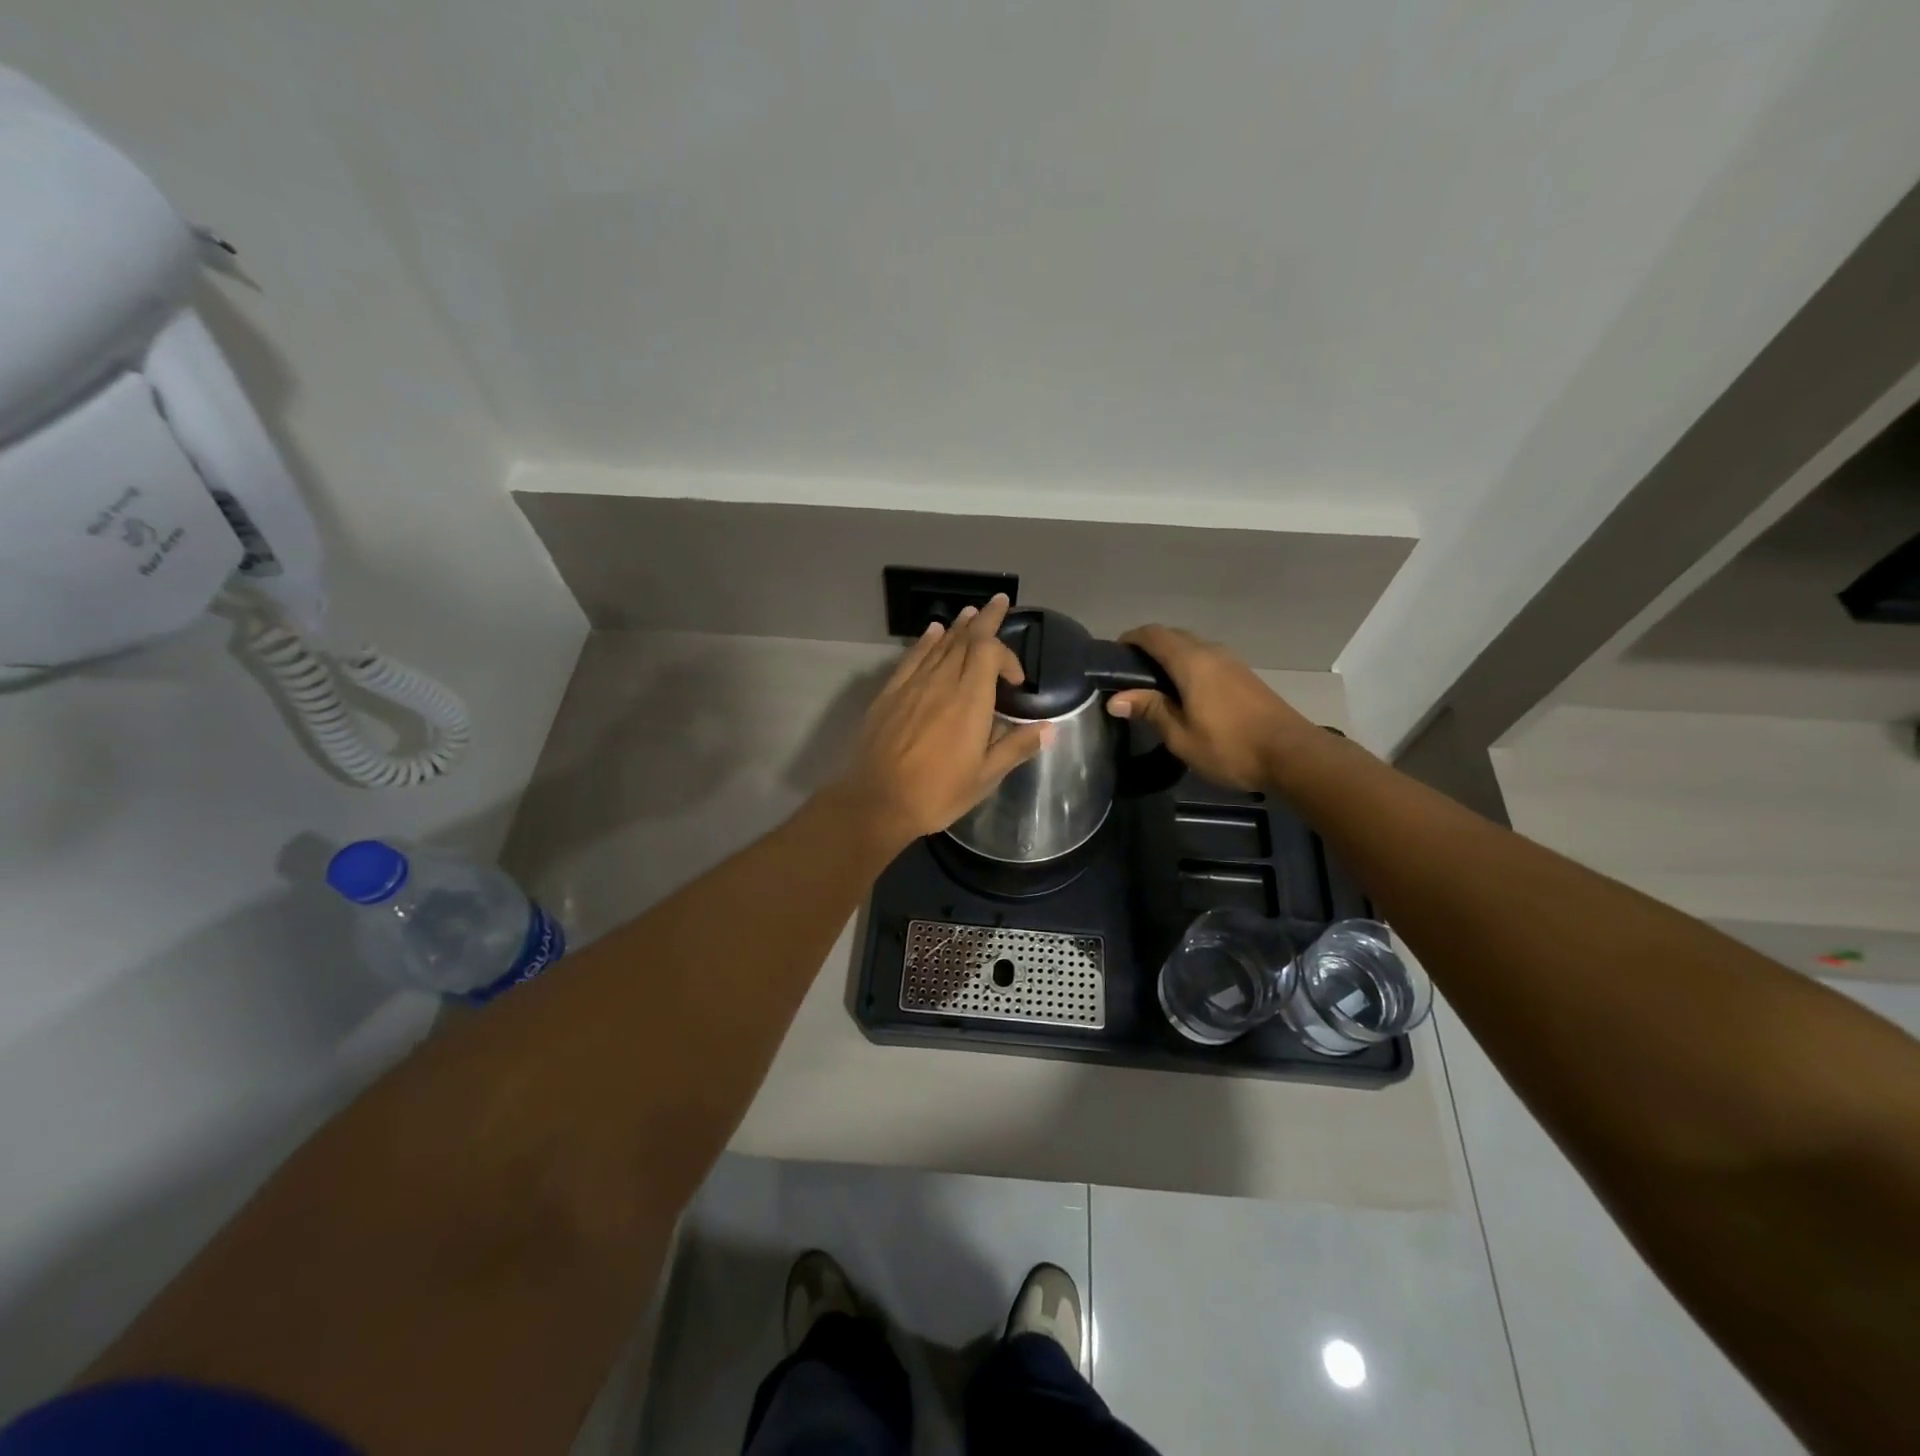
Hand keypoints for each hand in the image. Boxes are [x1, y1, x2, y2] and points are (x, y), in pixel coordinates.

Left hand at [836, 595, 1051, 849]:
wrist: (877, 801)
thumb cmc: (937, 793)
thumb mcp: (984, 777)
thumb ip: (1015, 747)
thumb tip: (1048, 729)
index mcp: (970, 701)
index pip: (990, 653)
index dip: (1007, 655)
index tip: (1016, 680)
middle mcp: (942, 683)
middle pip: (966, 639)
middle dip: (986, 619)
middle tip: (1000, 601)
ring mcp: (912, 685)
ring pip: (939, 644)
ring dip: (958, 627)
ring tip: (972, 611)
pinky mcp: (890, 694)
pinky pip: (912, 658)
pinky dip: (925, 642)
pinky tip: (932, 632)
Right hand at [1106, 625, 1315, 791]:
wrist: (1291, 755)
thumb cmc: (1229, 747)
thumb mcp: (1181, 735)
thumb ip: (1150, 710)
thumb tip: (1115, 699)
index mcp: (1191, 662)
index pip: (1153, 634)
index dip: (1130, 639)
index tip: (1112, 657)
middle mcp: (1211, 652)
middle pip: (1173, 636)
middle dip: (1148, 648)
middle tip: (1128, 675)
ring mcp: (1231, 662)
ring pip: (1192, 647)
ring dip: (1170, 657)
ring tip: (1152, 685)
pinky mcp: (1244, 676)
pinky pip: (1207, 659)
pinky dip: (1188, 666)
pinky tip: (1183, 692)